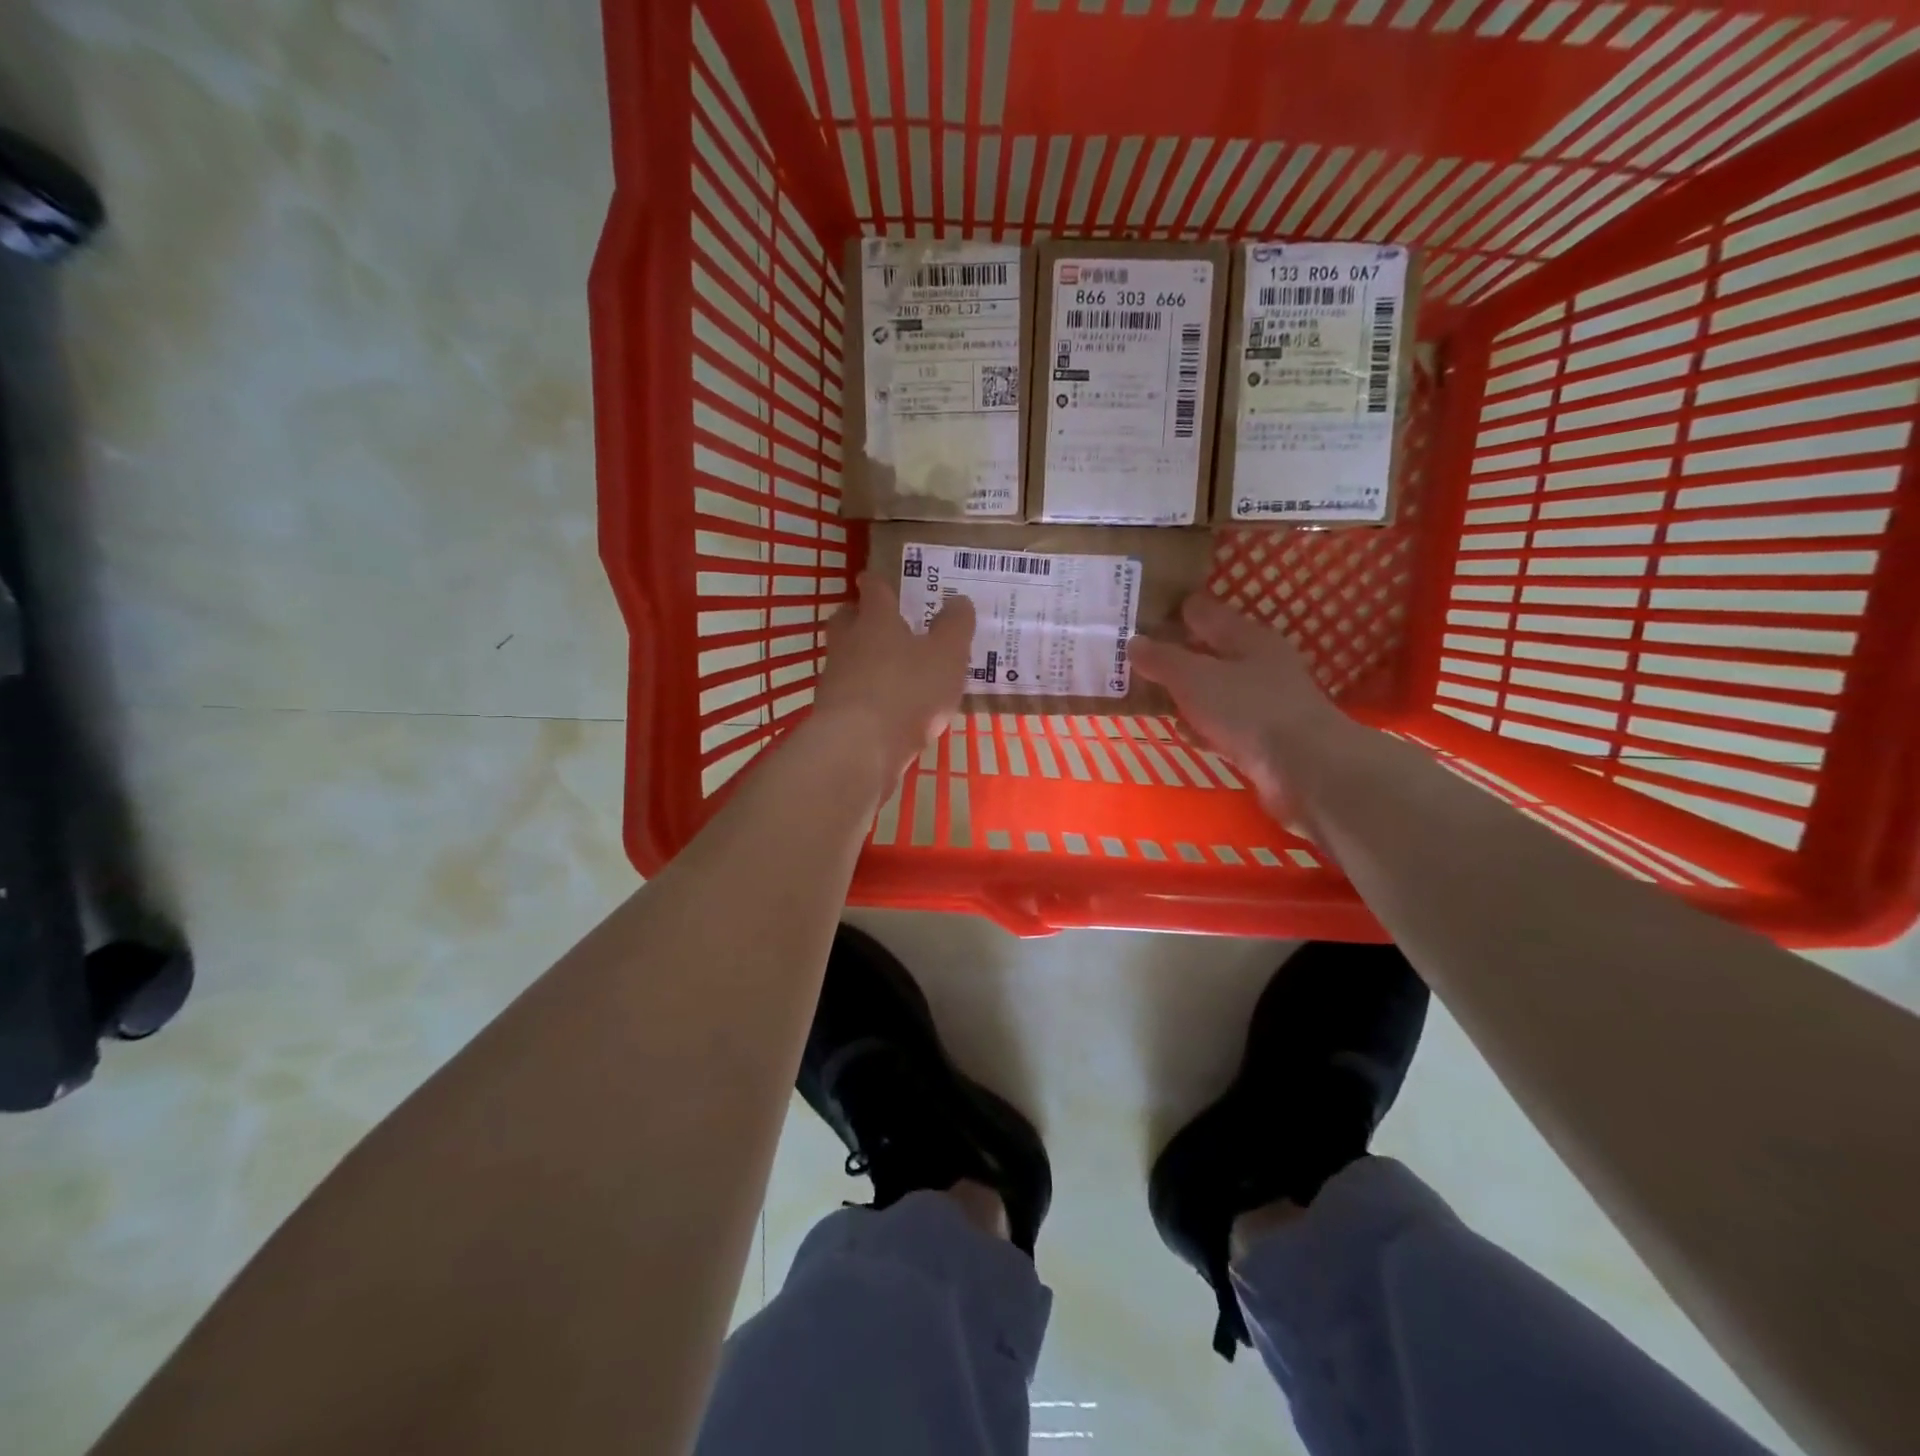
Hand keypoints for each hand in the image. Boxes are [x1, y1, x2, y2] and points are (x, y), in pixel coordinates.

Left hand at [813, 573, 975, 779]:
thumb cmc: (907, 690)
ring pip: (846, 657)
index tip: (875, 578)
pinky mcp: (832, 714)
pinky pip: (850, 693)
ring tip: (891, 669)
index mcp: (876, 619)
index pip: (874, 589)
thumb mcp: (947, 655)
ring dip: (863, 658)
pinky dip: (865, 694)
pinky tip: (885, 707)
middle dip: (860, 616)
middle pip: (847, 620)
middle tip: (880, 621)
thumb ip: (955, 626)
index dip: (878, 582)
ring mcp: (835, 679)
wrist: (858, 747)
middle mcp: (848, 642)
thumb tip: (958, 600)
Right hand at [1129, 592, 1352, 812]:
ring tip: (1149, 695)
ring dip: (1187, 693)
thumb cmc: (1248, 710)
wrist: (1306, 770)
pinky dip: (1202, 725)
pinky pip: (1223, 723)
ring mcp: (1264, 702)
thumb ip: (1162, 659)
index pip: (1203, 612)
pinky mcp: (1264, 738)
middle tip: (1133, 659)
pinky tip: (1183, 732)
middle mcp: (1259, 663)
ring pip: (1215, 689)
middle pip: (1209, 651)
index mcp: (1246, 637)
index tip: (1136, 617)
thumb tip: (1133, 642)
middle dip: (1175, 654)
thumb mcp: (1194, 678)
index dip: (1170, 612)